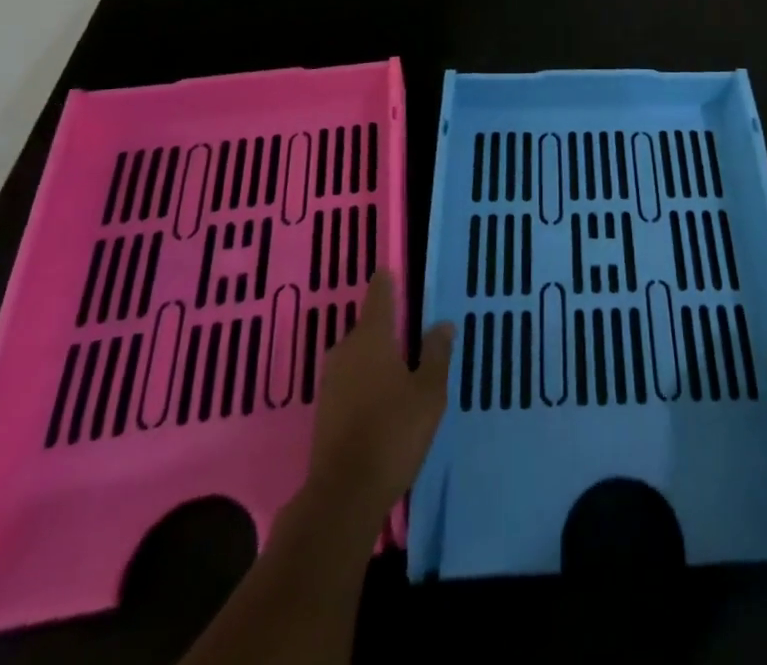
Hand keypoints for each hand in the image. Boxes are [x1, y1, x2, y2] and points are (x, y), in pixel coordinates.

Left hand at [307, 270, 453, 520]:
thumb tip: (442, 324)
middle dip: (387, 328)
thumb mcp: (429, 393)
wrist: (343, 496)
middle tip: (411, 332)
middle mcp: (346, 350)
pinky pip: (350, 380)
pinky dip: (365, 381)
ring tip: (401, 367)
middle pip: (368, 328)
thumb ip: (436, 354)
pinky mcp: (324, 410)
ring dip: (376, 357)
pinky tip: (382, 399)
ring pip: (358, 356)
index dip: (386, 283)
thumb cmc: (393, 433)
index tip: (391, 272)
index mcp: (372, 338)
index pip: (379, 296)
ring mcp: (331, 381)